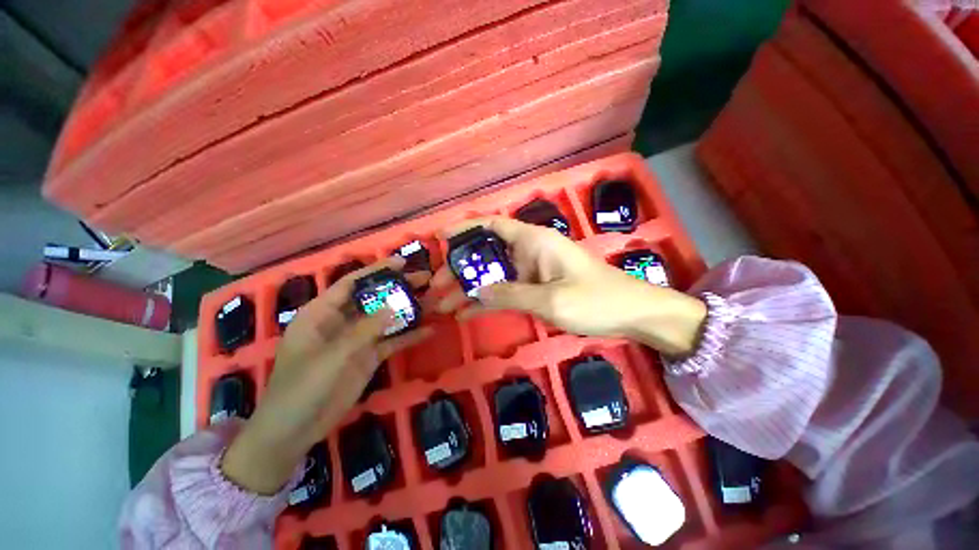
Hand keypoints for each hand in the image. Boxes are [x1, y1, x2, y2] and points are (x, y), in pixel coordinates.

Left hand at [222, 257, 432, 494]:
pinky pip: (391, 342)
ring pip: (385, 319)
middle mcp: (341, 322)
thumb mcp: (332, 356)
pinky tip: (428, 331)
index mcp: (322, 313)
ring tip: (433, 301)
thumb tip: (394, 306)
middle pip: (373, 299)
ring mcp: (357, 340)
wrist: (295, 430)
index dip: (376, 271)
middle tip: (424, 279)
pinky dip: (408, 336)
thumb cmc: (301, 387)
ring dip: (407, 311)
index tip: (402, 262)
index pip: (351, 283)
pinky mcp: (368, 357)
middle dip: (398, 288)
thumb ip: (364, 330)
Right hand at [430, 217, 706, 352]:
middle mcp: (529, 251)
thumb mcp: (550, 299)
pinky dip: (487, 300)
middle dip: (459, 267)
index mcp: (533, 241)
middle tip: (435, 285)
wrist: (632, 314)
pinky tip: (466, 313)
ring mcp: (531, 270)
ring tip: (442, 303)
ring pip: (493, 273)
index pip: (492, 224)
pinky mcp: (536, 287)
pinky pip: (506, 290)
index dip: (464, 228)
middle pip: (486, 252)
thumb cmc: (595, 300)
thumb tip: (474, 293)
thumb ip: (509, 294)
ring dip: (469, 287)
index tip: (439, 239)